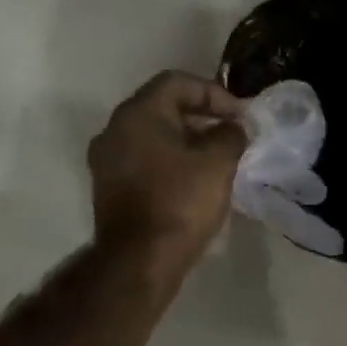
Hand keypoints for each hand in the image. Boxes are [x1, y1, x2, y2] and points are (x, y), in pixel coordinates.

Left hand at [88, 72, 246, 270]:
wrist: (139, 263)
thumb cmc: (180, 201)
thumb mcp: (218, 161)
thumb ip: (231, 133)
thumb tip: (234, 127)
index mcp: (137, 113)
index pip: (178, 82)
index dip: (214, 93)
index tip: (239, 115)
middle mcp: (115, 129)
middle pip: (163, 105)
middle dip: (201, 114)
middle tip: (231, 130)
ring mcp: (107, 160)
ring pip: (153, 133)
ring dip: (186, 137)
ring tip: (218, 154)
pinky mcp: (109, 187)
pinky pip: (144, 157)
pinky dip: (170, 158)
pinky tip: (195, 176)